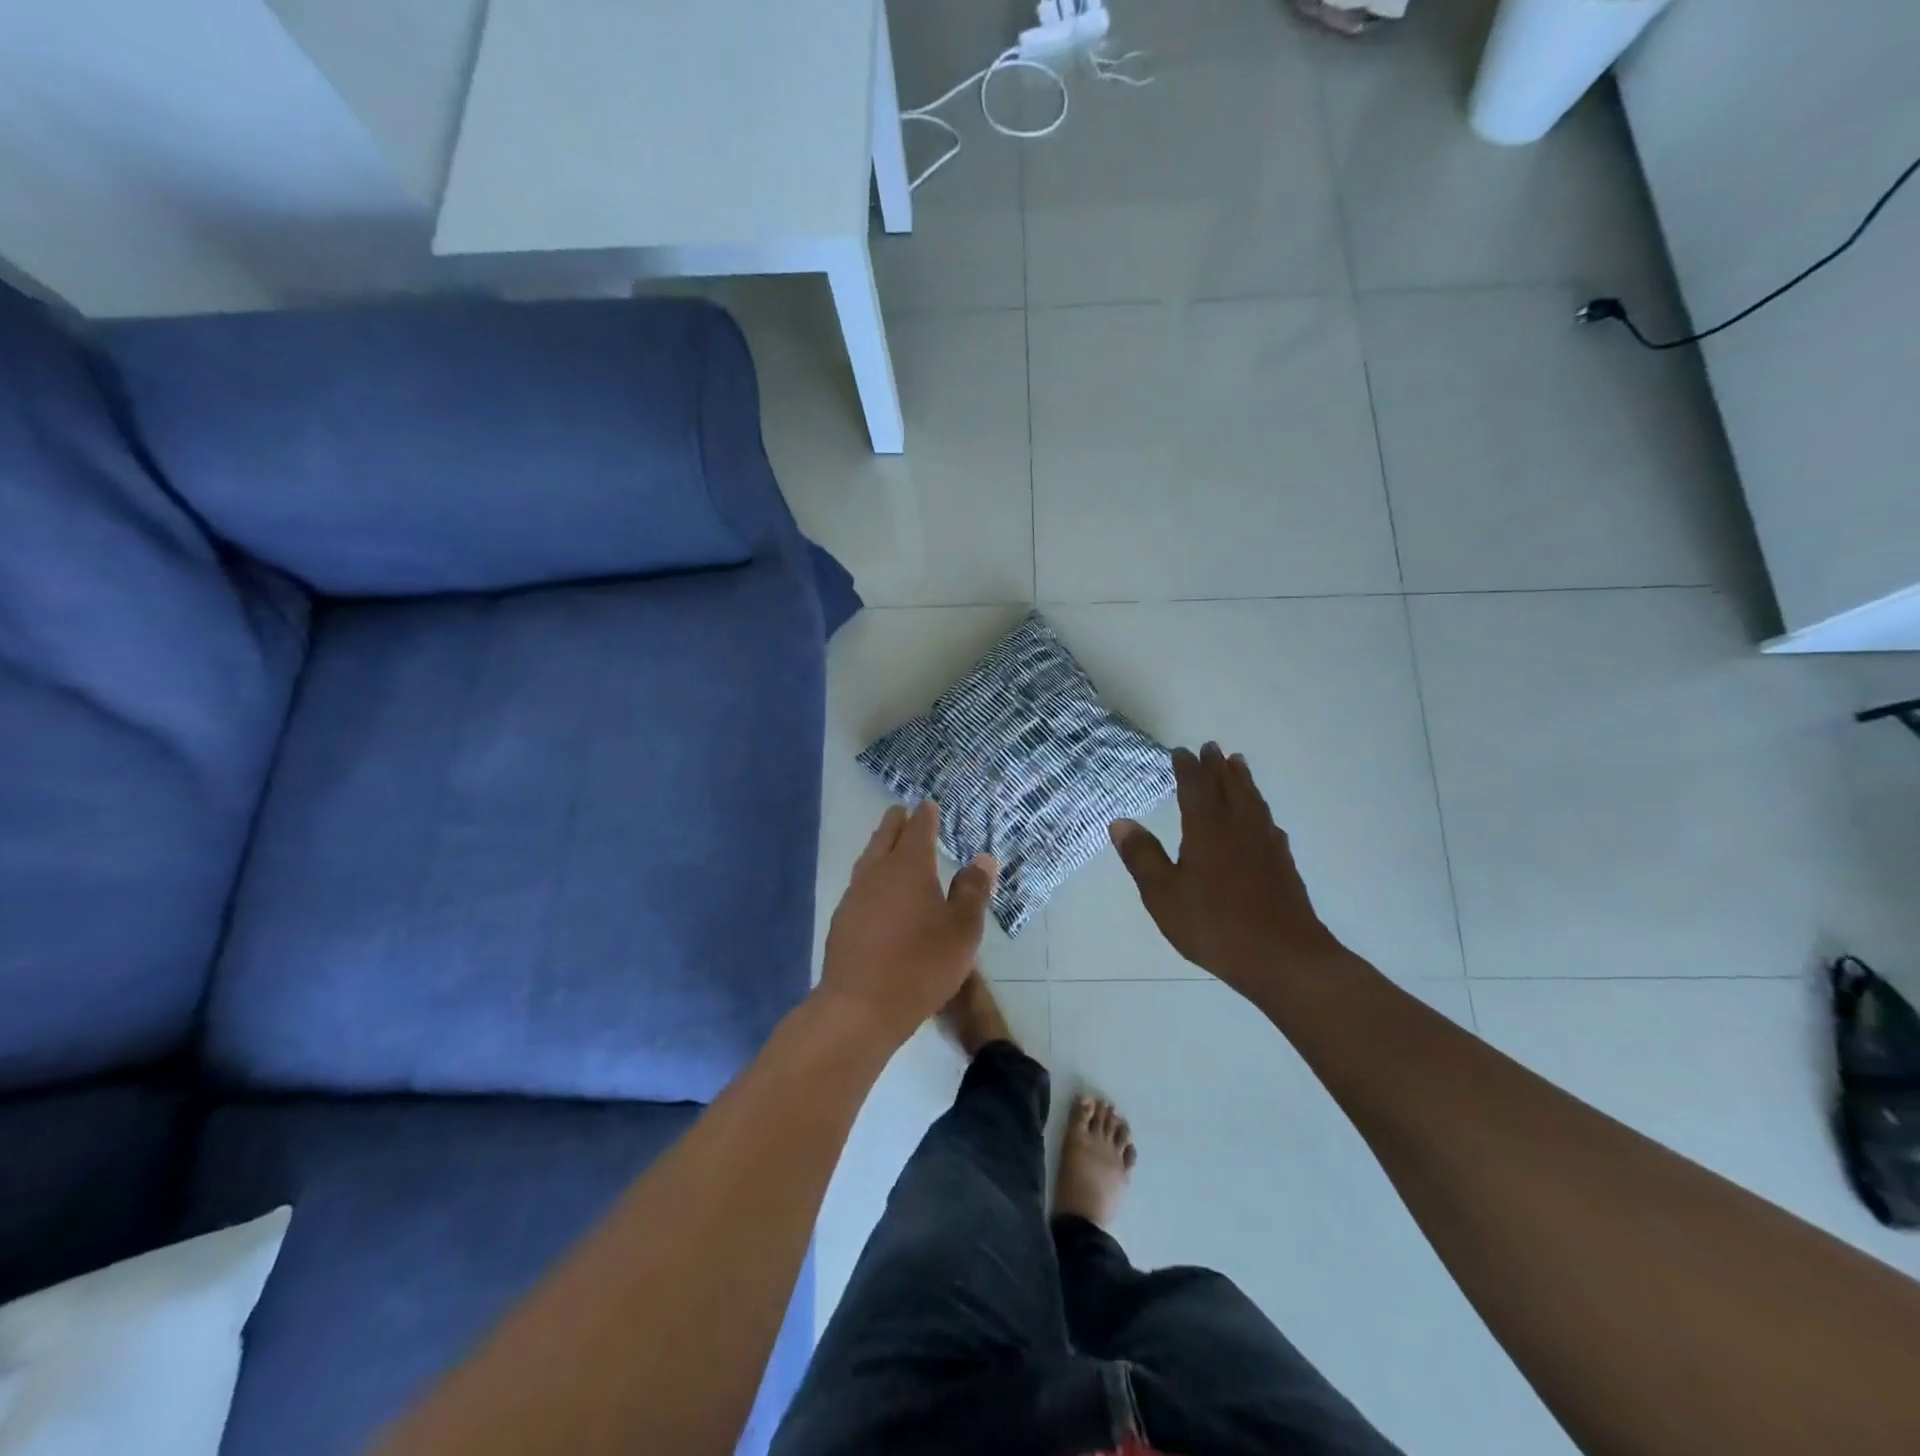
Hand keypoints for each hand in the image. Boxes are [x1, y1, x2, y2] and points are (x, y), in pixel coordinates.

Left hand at [819, 801, 997, 1048]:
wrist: (860, 1007)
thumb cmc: (921, 964)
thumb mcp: (962, 930)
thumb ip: (973, 891)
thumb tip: (982, 858)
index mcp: (909, 866)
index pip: (918, 829)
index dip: (925, 815)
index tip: (928, 804)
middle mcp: (878, 872)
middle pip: (885, 836)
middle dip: (896, 822)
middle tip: (903, 812)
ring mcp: (855, 895)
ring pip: (868, 858)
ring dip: (880, 846)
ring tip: (888, 844)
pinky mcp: (842, 920)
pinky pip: (860, 883)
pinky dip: (872, 874)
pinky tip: (876, 890)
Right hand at [1110, 742, 1347, 1004]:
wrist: (1284, 958)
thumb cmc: (1215, 925)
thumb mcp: (1163, 895)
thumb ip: (1142, 857)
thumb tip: (1120, 822)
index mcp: (1208, 829)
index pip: (1196, 787)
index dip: (1187, 768)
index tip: (1180, 752)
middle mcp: (1239, 827)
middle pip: (1230, 786)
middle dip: (1218, 766)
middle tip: (1212, 748)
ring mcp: (1266, 845)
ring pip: (1253, 801)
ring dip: (1243, 780)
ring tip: (1238, 765)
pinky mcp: (1283, 865)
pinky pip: (1268, 823)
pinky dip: (1260, 810)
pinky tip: (1262, 819)